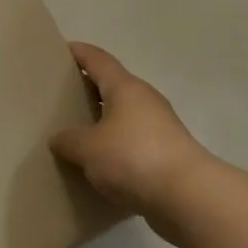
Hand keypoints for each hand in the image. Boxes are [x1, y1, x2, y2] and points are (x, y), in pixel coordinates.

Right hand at [51, 42, 214, 244]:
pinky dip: (115, 147)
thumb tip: (59, 139)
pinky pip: (132, 142)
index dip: (79, 52)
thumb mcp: (88, 149)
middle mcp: (145, 100)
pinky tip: (99, 164)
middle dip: (88, 89)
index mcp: (125, 88)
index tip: (60, 50)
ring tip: (76, 133)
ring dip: (102, 121)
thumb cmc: (133, 158)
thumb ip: (68, 140)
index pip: (98, 60)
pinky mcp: (166, 154)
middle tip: (61, 96)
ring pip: (123, 116)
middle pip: (112, 86)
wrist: (188, 196)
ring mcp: (159, 127)